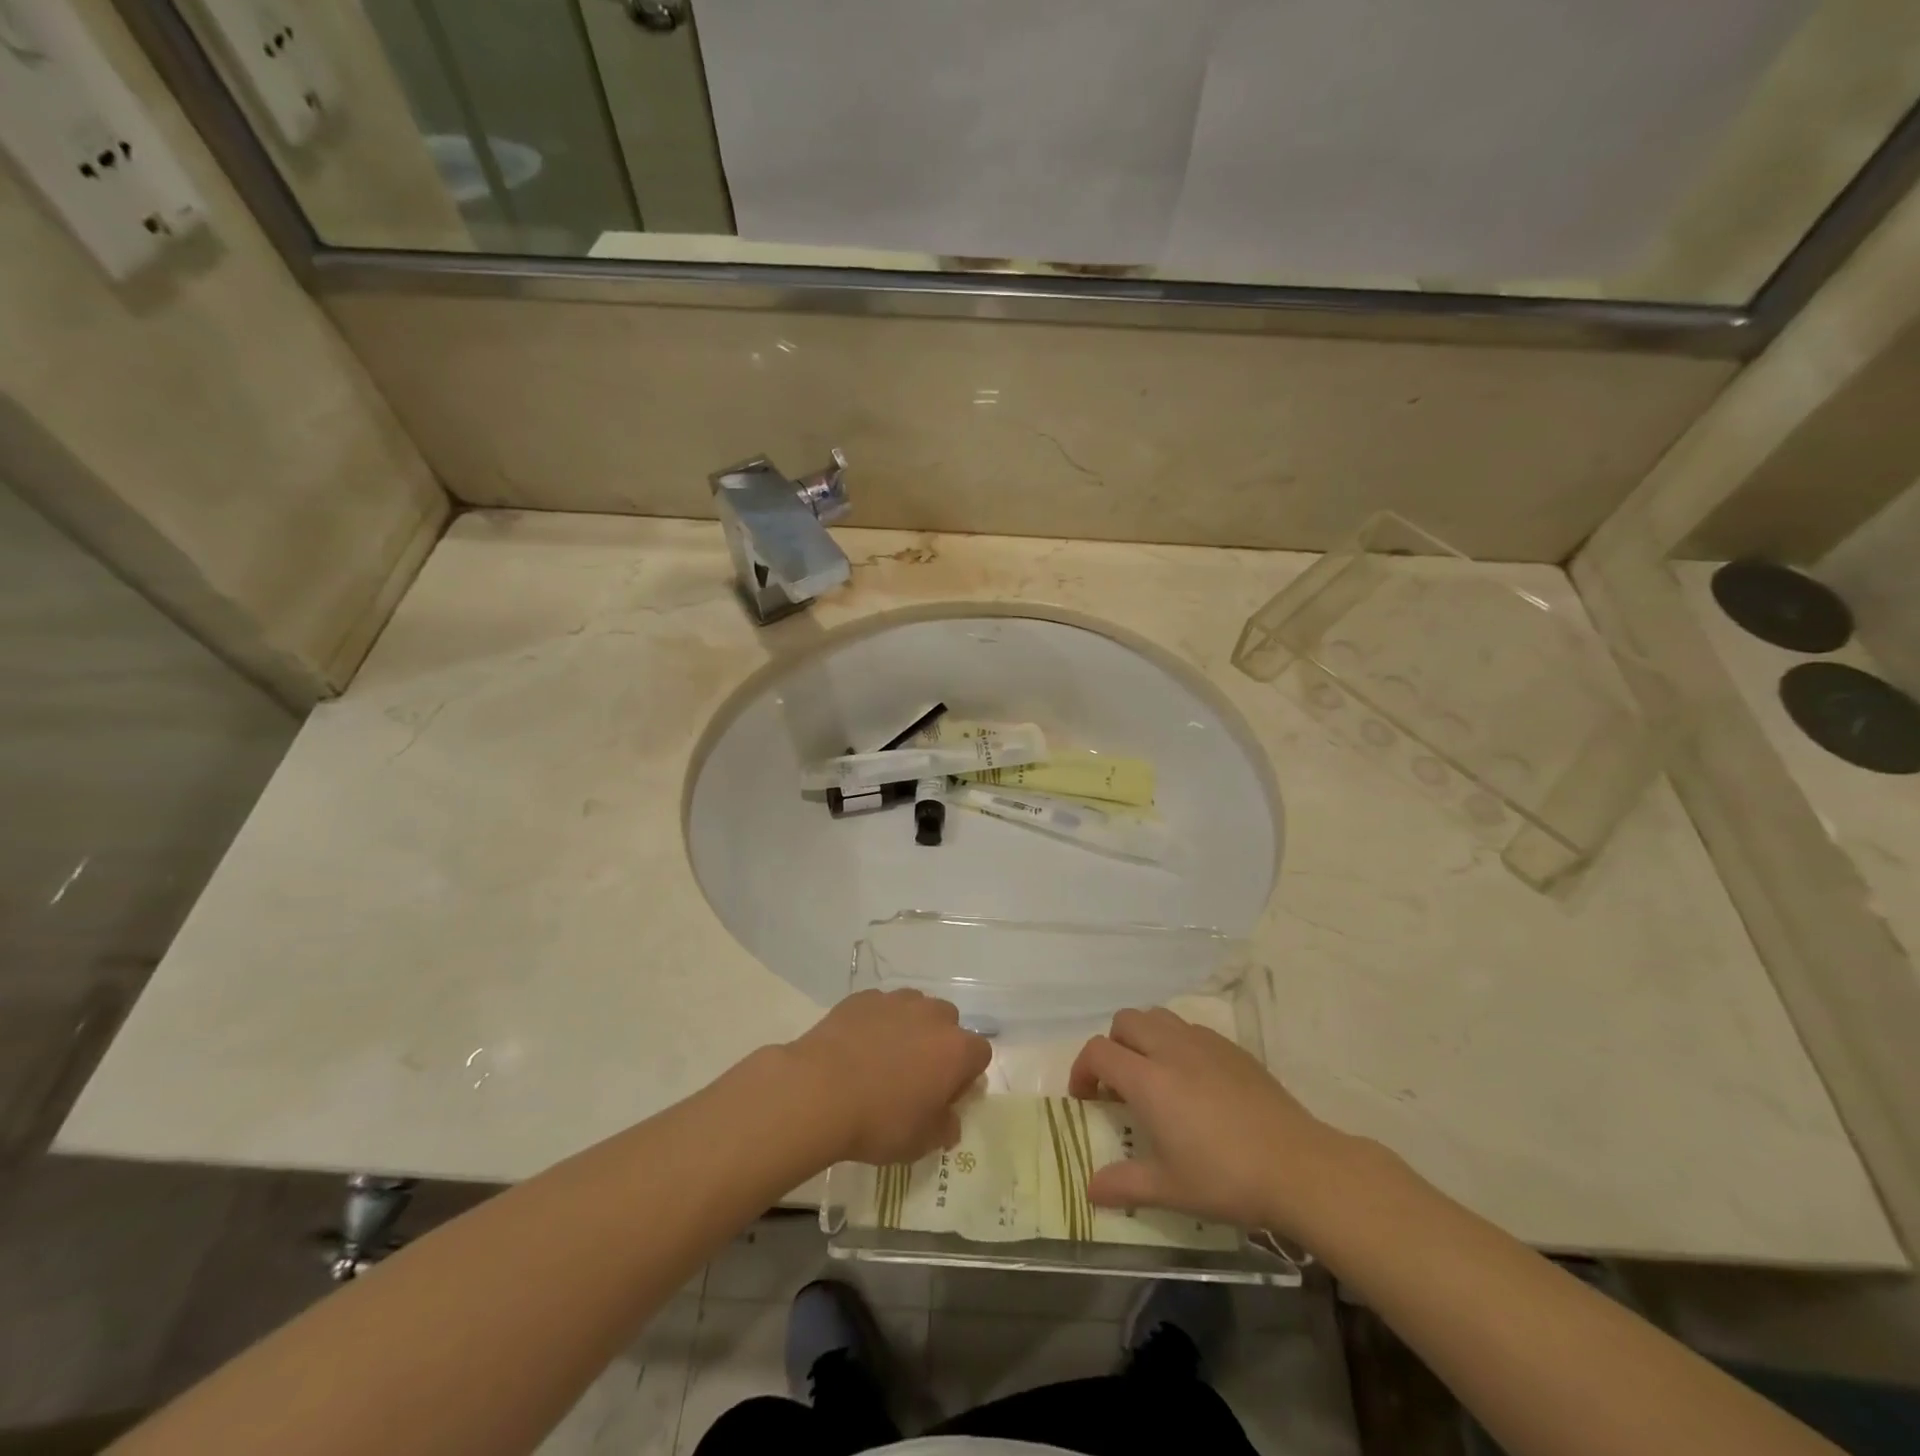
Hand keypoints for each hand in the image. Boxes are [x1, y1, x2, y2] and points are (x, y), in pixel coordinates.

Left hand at [784, 989, 991, 1166]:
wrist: (819, 1091)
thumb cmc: (879, 1121)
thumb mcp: (920, 1142)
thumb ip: (945, 1127)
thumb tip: (950, 1119)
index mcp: (956, 1049)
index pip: (980, 1054)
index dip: (966, 1076)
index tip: (946, 1097)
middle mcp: (932, 1016)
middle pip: (949, 1024)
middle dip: (939, 1045)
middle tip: (916, 1076)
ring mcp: (897, 1001)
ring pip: (915, 1009)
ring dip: (910, 1029)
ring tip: (884, 1058)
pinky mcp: (863, 997)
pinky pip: (881, 1007)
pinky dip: (877, 1022)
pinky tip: (857, 1047)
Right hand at [1068, 1006, 1355, 1238]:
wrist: (1298, 1167)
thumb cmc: (1226, 1178)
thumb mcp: (1169, 1189)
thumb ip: (1124, 1184)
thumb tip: (1090, 1189)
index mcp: (1148, 1078)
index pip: (1098, 1051)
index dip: (1082, 1070)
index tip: (1087, 1099)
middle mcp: (1170, 1048)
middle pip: (1125, 1021)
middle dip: (1112, 1046)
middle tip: (1120, 1085)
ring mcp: (1204, 1043)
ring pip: (1158, 1017)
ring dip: (1144, 1038)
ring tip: (1154, 1076)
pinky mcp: (1231, 1047)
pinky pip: (1190, 1029)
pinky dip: (1177, 1043)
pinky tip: (1194, 1081)